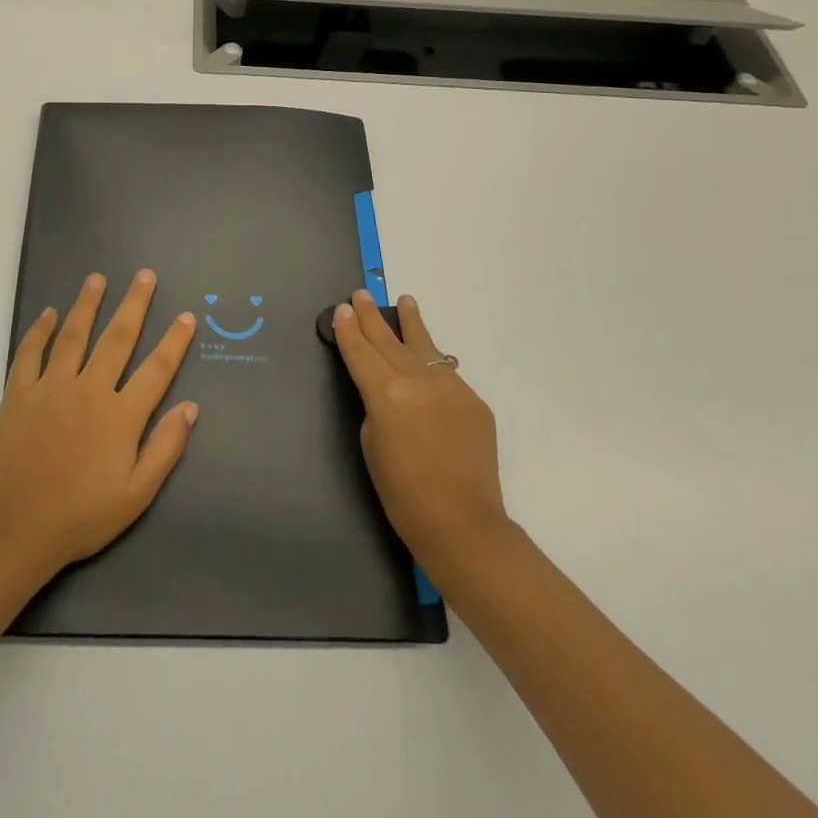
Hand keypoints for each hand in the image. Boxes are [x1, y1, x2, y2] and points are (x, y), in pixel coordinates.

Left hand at [0, 270, 199, 577]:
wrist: (13, 530)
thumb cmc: (80, 517)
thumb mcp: (135, 495)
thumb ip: (165, 448)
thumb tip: (190, 406)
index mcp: (120, 416)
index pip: (156, 369)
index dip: (174, 341)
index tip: (186, 315)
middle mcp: (88, 390)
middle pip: (116, 338)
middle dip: (134, 304)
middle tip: (144, 275)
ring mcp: (50, 388)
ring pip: (73, 335)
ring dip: (87, 304)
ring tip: (97, 278)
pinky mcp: (18, 394)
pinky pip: (30, 353)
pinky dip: (39, 331)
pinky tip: (48, 313)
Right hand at [332, 291, 508, 573]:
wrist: (463, 523)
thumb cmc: (402, 492)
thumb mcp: (371, 443)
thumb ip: (376, 405)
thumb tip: (387, 389)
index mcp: (386, 392)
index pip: (361, 352)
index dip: (349, 330)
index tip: (342, 309)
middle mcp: (418, 379)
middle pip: (389, 341)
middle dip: (373, 318)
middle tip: (361, 294)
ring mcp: (451, 387)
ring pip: (425, 346)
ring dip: (411, 323)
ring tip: (404, 301)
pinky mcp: (475, 401)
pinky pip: (447, 374)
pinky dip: (434, 362)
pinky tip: (430, 356)